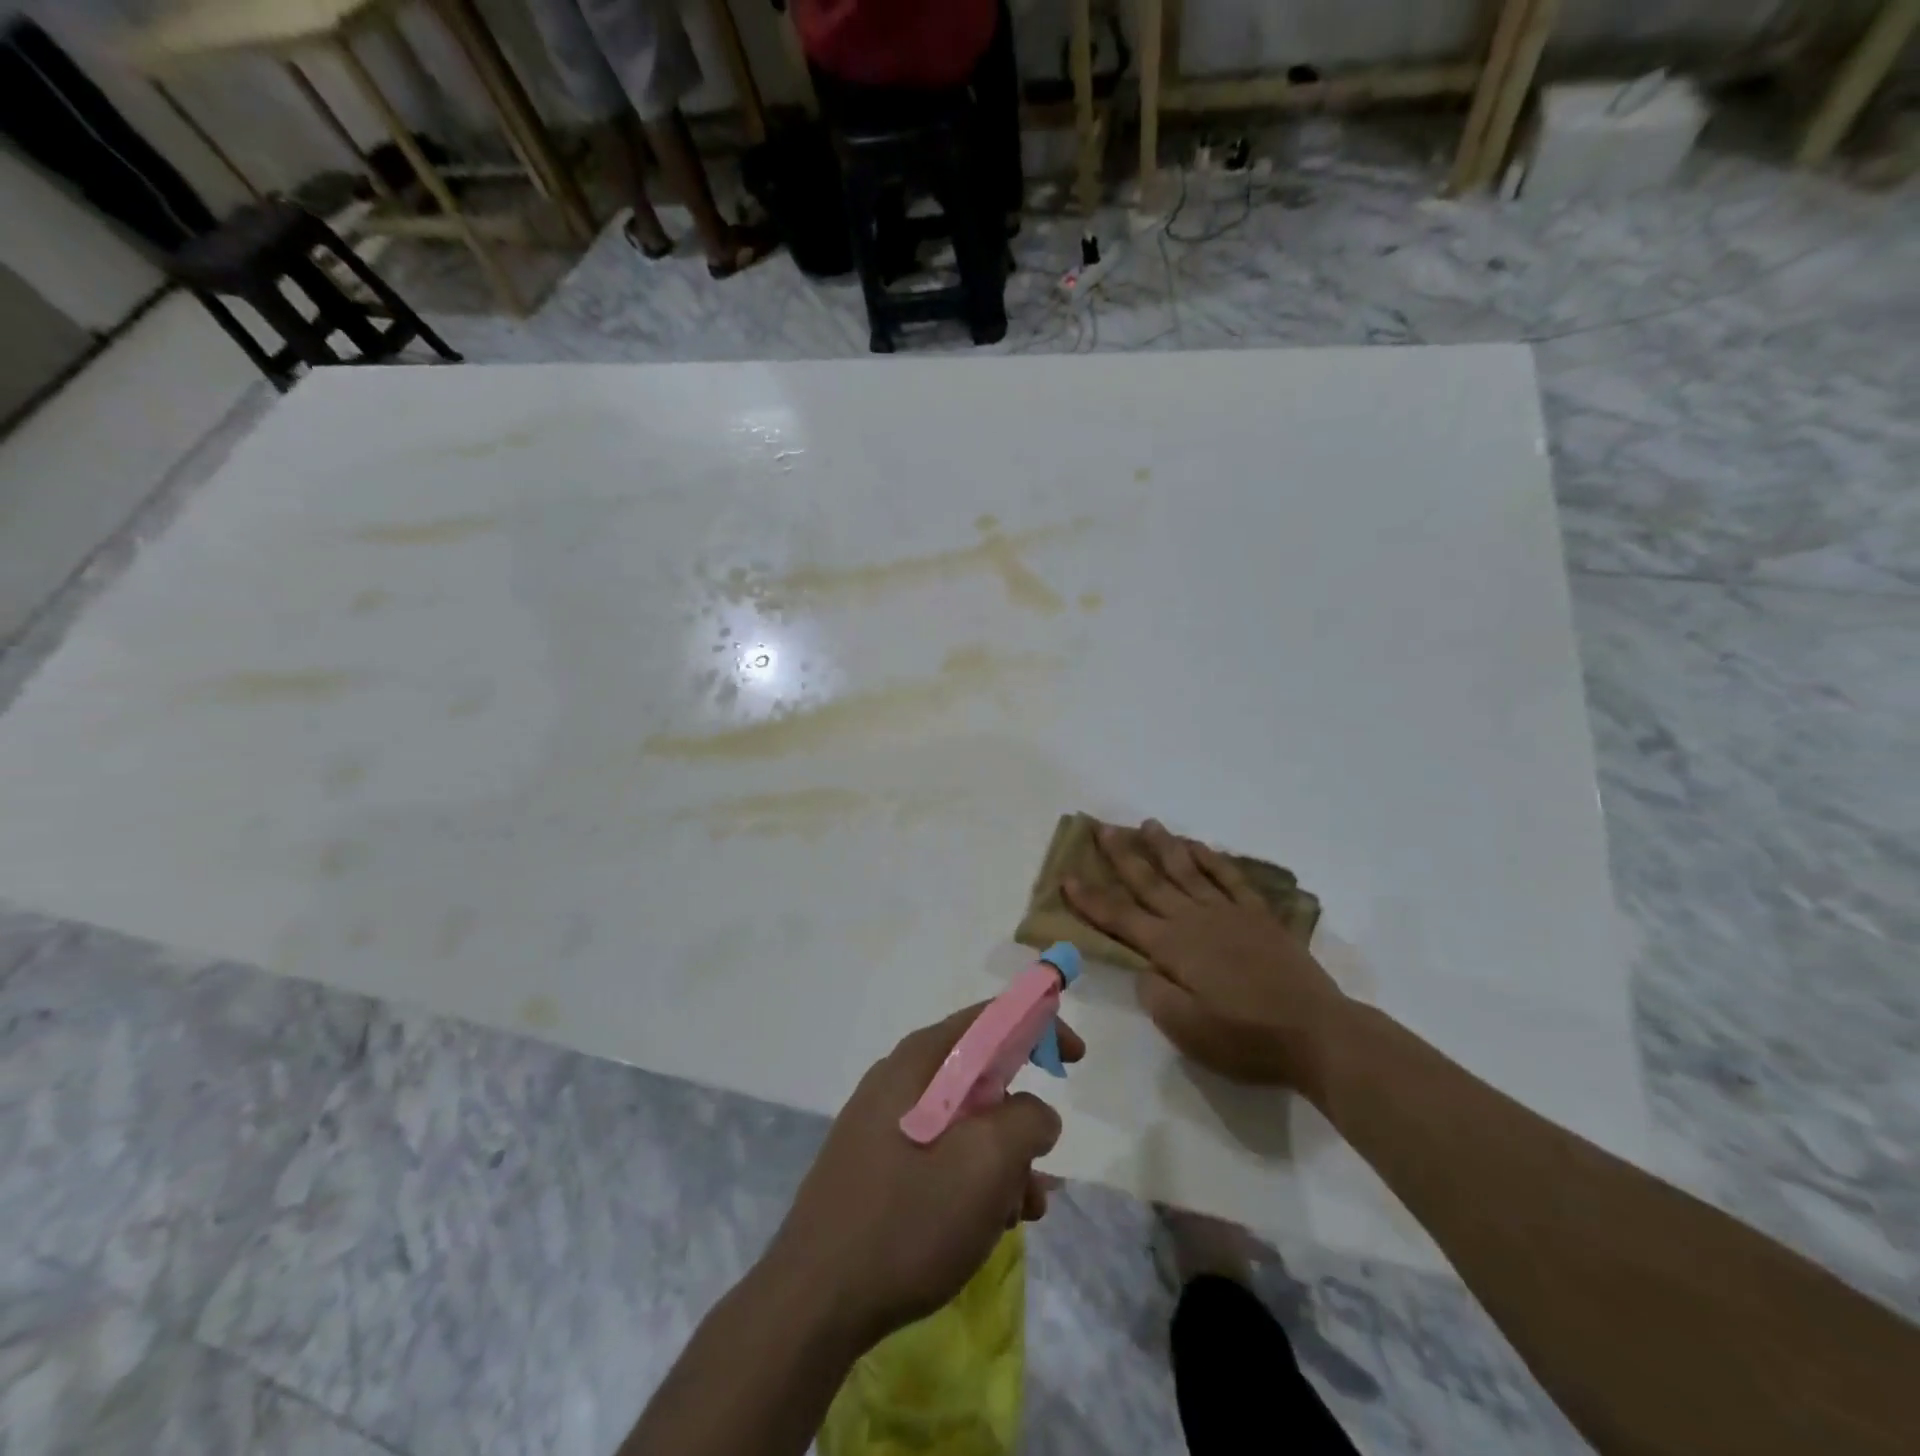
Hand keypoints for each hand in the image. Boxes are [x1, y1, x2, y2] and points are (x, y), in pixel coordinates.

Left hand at [764, 1005, 1082, 1349]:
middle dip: (1022, 1117)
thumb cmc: (908, 1219)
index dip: (1039, 1025)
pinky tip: (987, 1225)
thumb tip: (1035, 1113)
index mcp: (922, 1060)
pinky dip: (972, 1177)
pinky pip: (939, 1152)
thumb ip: (1027, 1121)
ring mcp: (883, 1121)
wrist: (814, 1300)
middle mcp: (900, 1078)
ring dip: (1002, 1159)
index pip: (991, 1017)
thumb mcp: (987, 1164)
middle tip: (1044, 1164)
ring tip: (1022, 1213)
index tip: (1075, 1058)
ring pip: (963, 1121)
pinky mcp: (875, 1163)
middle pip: (980, 1074)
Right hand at [1064, 818, 1347, 1090]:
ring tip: (1148, 824)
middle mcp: (1194, 920)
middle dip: (1122, 856)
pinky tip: (1200, 848)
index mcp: (1172, 948)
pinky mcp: (1258, 916)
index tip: (1067, 877)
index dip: (1091, 899)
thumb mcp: (1188, 1030)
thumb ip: (1156, 995)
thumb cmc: (1246, 1038)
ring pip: (1188, 870)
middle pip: (1150, 882)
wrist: (1316, 1033)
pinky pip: (1230, 878)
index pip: (1120, 918)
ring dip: (1165, 846)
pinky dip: (1212, 860)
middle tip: (1103, 828)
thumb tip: (1144, 968)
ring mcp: (1229, 913)